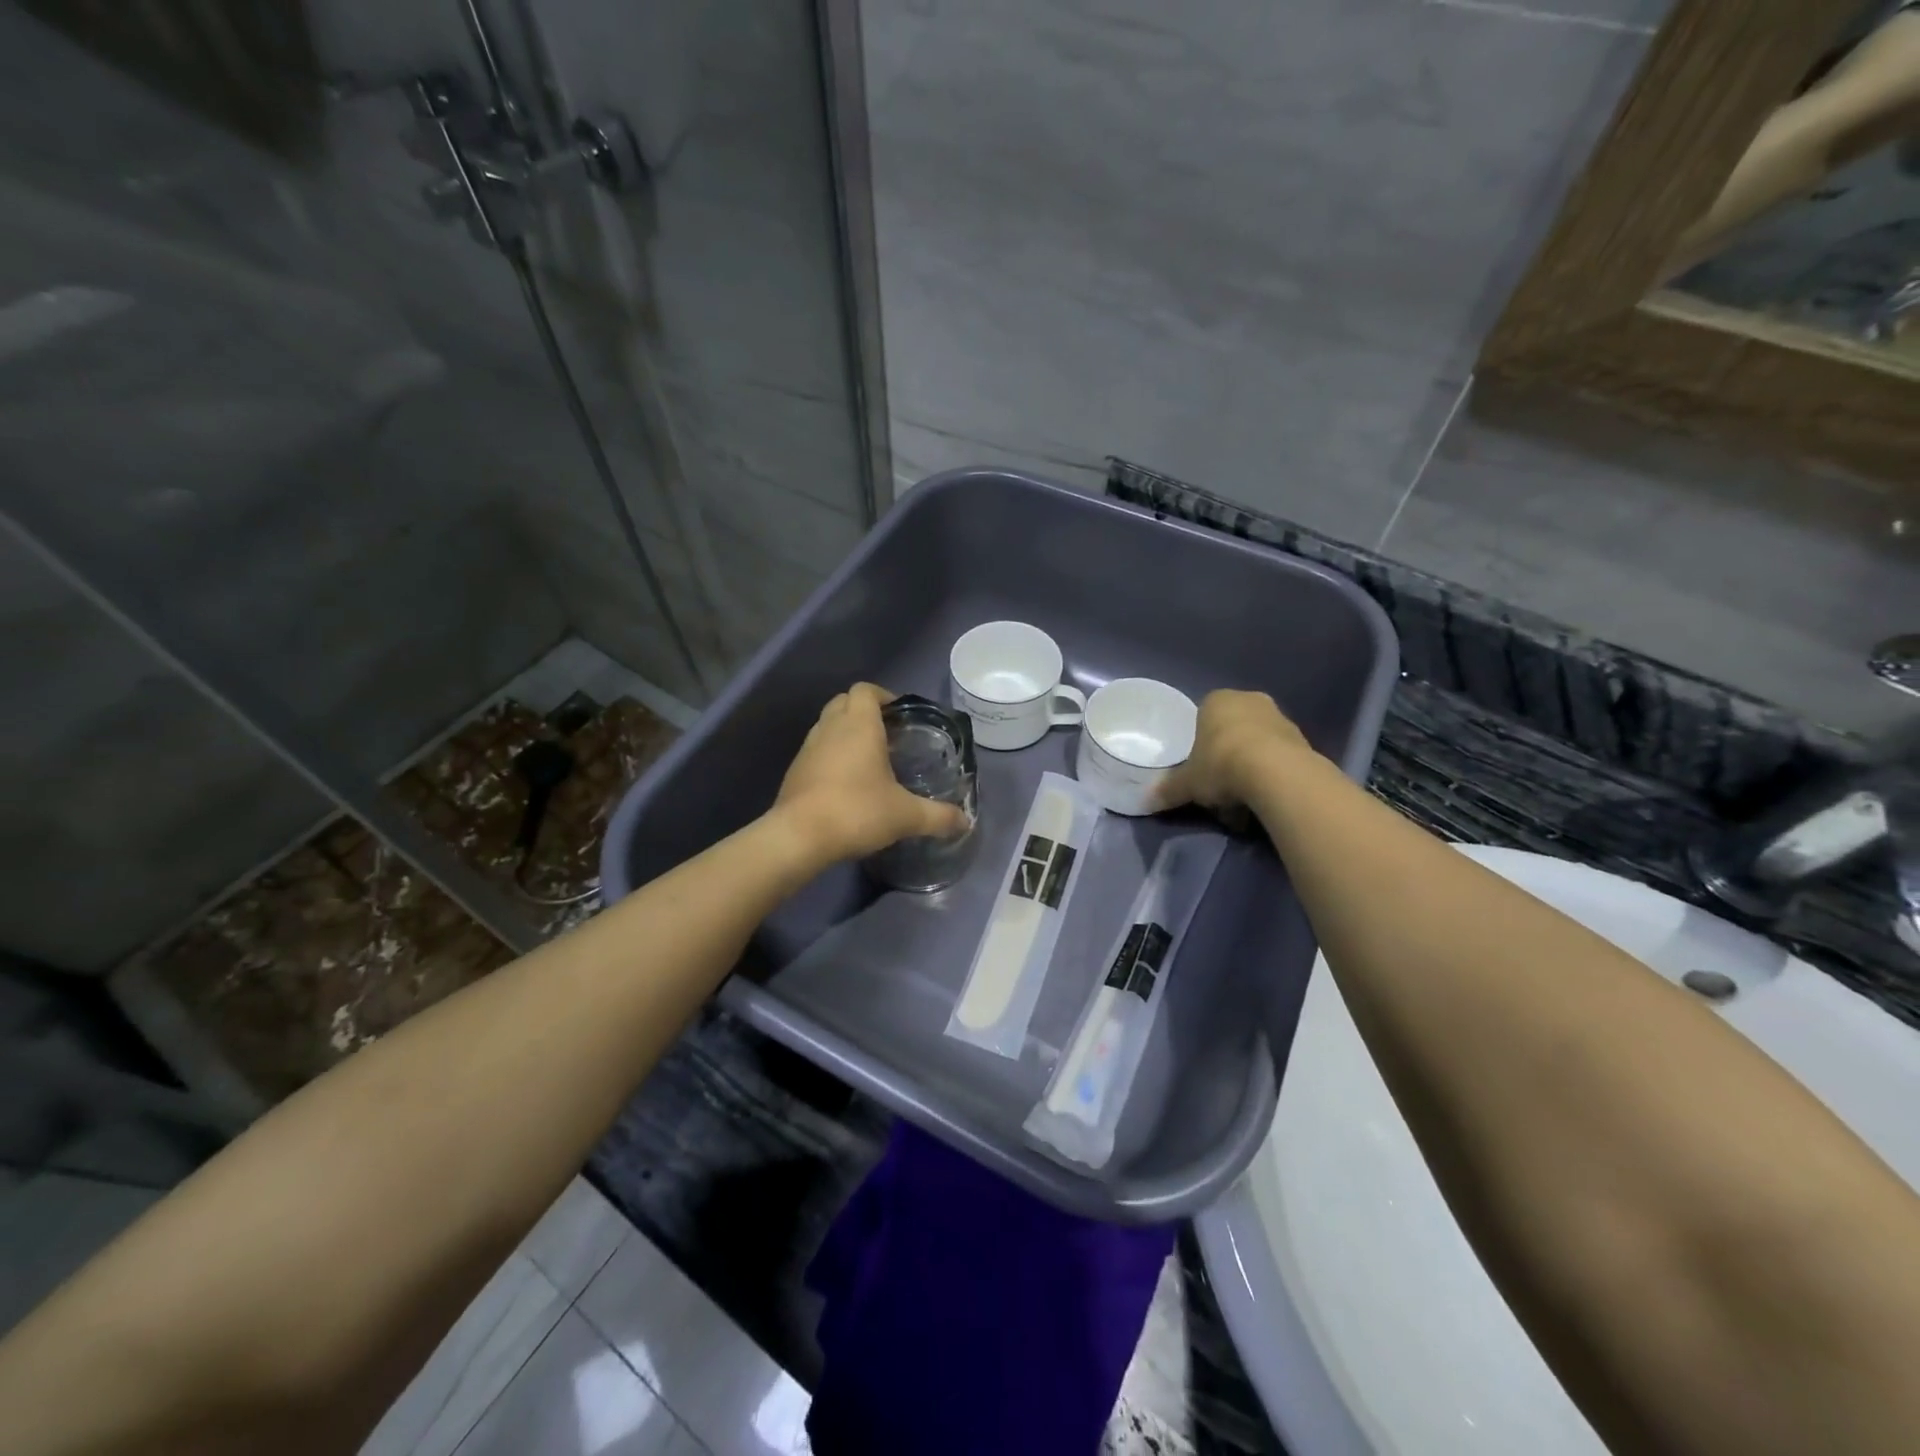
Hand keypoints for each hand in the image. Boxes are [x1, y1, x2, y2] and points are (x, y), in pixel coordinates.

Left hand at [771, 684, 970, 864]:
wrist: (798, 837)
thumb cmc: (856, 812)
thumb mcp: (905, 816)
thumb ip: (938, 816)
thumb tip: (965, 821)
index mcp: (859, 725)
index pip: (866, 690)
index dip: (884, 696)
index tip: (901, 716)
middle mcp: (831, 727)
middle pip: (844, 701)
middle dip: (865, 711)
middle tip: (888, 735)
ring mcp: (808, 747)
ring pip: (828, 724)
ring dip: (846, 732)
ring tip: (869, 759)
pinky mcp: (795, 770)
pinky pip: (816, 749)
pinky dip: (831, 755)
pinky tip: (846, 783)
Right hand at [1157, 690, 1310, 815]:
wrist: (1276, 773)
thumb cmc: (1221, 764)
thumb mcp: (1187, 783)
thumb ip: (1169, 790)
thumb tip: (1148, 802)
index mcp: (1217, 700)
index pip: (1204, 716)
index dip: (1200, 743)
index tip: (1200, 767)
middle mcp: (1250, 701)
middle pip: (1232, 730)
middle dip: (1226, 755)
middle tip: (1219, 785)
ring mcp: (1280, 718)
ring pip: (1257, 744)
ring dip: (1250, 768)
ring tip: (1242, 800)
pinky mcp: (1304, 740)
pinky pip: (1279, 758)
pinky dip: (1271, 775)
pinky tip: (1263, 798)